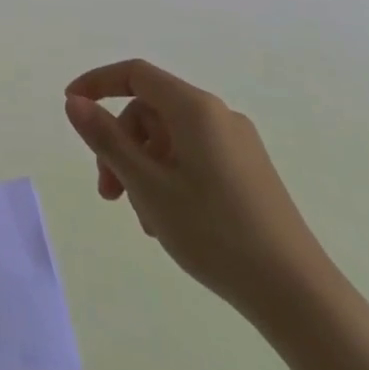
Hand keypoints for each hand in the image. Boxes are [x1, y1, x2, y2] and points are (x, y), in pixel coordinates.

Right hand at [64, 59, 327, 313]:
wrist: (298, 295)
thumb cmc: (215, 232)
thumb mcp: (148, 185)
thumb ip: (106, 139)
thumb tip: (74, 102)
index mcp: (195, 109)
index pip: (135, 74)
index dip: (97, 83)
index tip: (70, 106)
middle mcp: (218, 116)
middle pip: (149, 111)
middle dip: (119, 144)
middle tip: (108, 192)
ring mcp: (237, 145)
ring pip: (168, 139)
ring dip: (142, 168)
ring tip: (141, 218)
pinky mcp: (248, 172)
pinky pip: (192, 157)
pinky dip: (168, 178)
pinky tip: (166, 221)